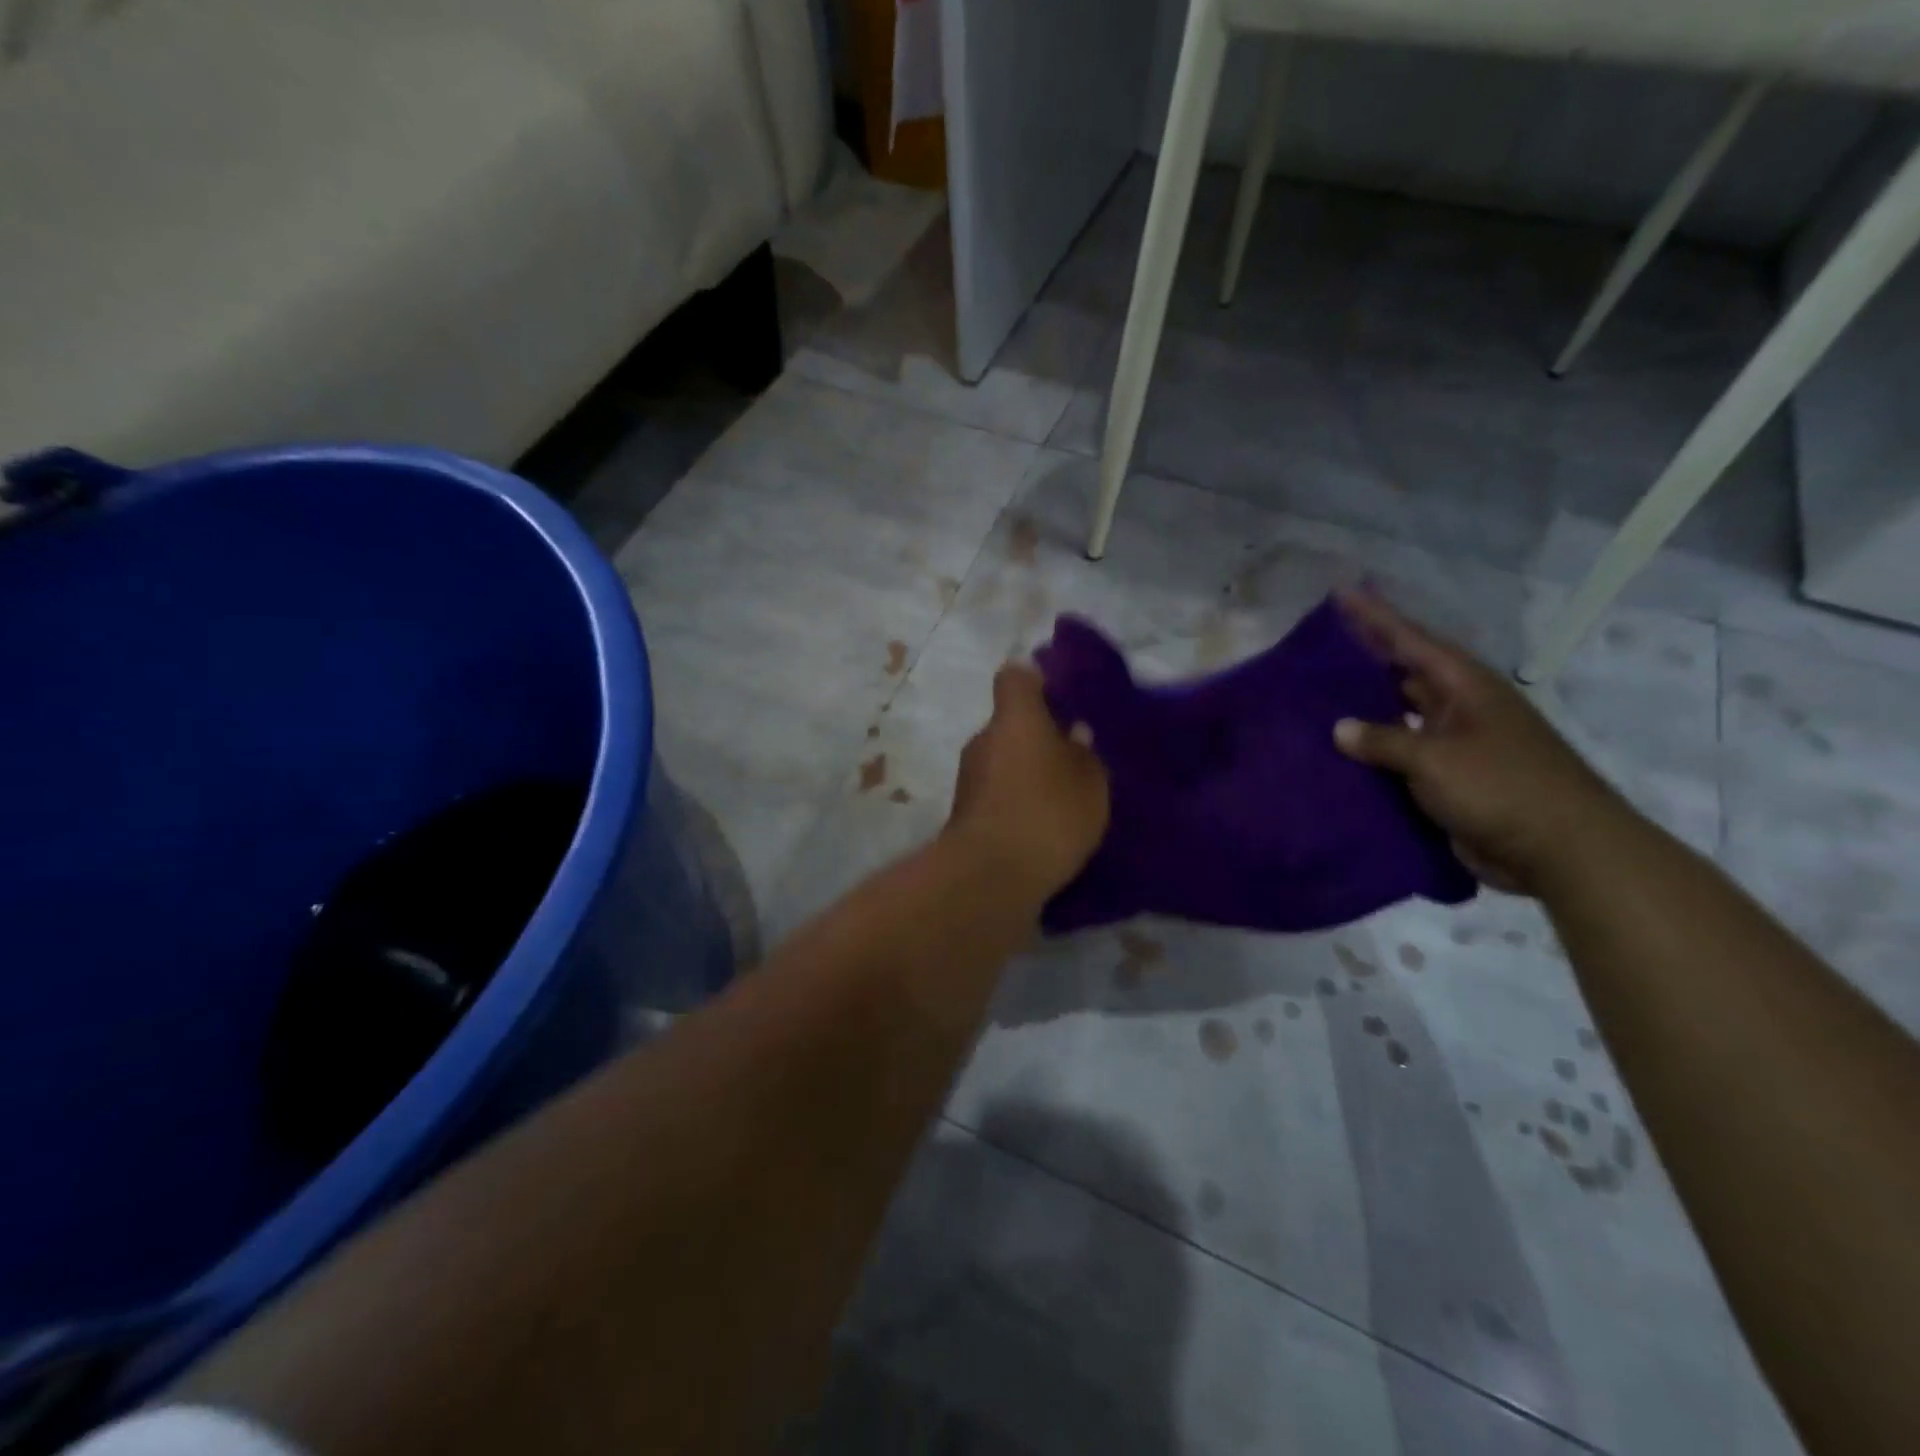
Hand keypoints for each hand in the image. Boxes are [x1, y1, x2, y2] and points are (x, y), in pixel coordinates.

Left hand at [947, 663, 1110, 903]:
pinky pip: (998, 796)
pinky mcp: (965, 816)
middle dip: (1038, 737)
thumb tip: (1073, 734)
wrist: (990, 877)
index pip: (1015, 677)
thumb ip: (1084, 754)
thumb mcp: (1089, 782)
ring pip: (1003, 762)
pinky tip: (1043, 828)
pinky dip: (1017, 804)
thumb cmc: (1047, 813)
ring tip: (1062, 800)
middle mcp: (983, 740)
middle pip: (1010, 725)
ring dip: (1027, 774)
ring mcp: (968, 779)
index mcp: (1014, 718)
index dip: (1037, 681)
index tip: (1061, 698)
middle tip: (1073, 760)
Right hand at [1330, 588, 1628, 895]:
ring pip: (1401, 716)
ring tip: (1318, 699)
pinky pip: (1403, 756)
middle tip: (1318, 648)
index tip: (1341, 593)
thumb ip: (1384, 740)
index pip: (1411, 641)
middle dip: (1365, 660)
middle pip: (1404, 673)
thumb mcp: (1435, 759)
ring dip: (1366, 710)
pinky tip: (1341, 754)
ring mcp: (1457, 744)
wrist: (1562, 851)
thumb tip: (1341, 729)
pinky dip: (1374, 753)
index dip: (1375, 617)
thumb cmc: (1502, 788)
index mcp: (1465, 687)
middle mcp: (1460, 708)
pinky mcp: (1451, 779)